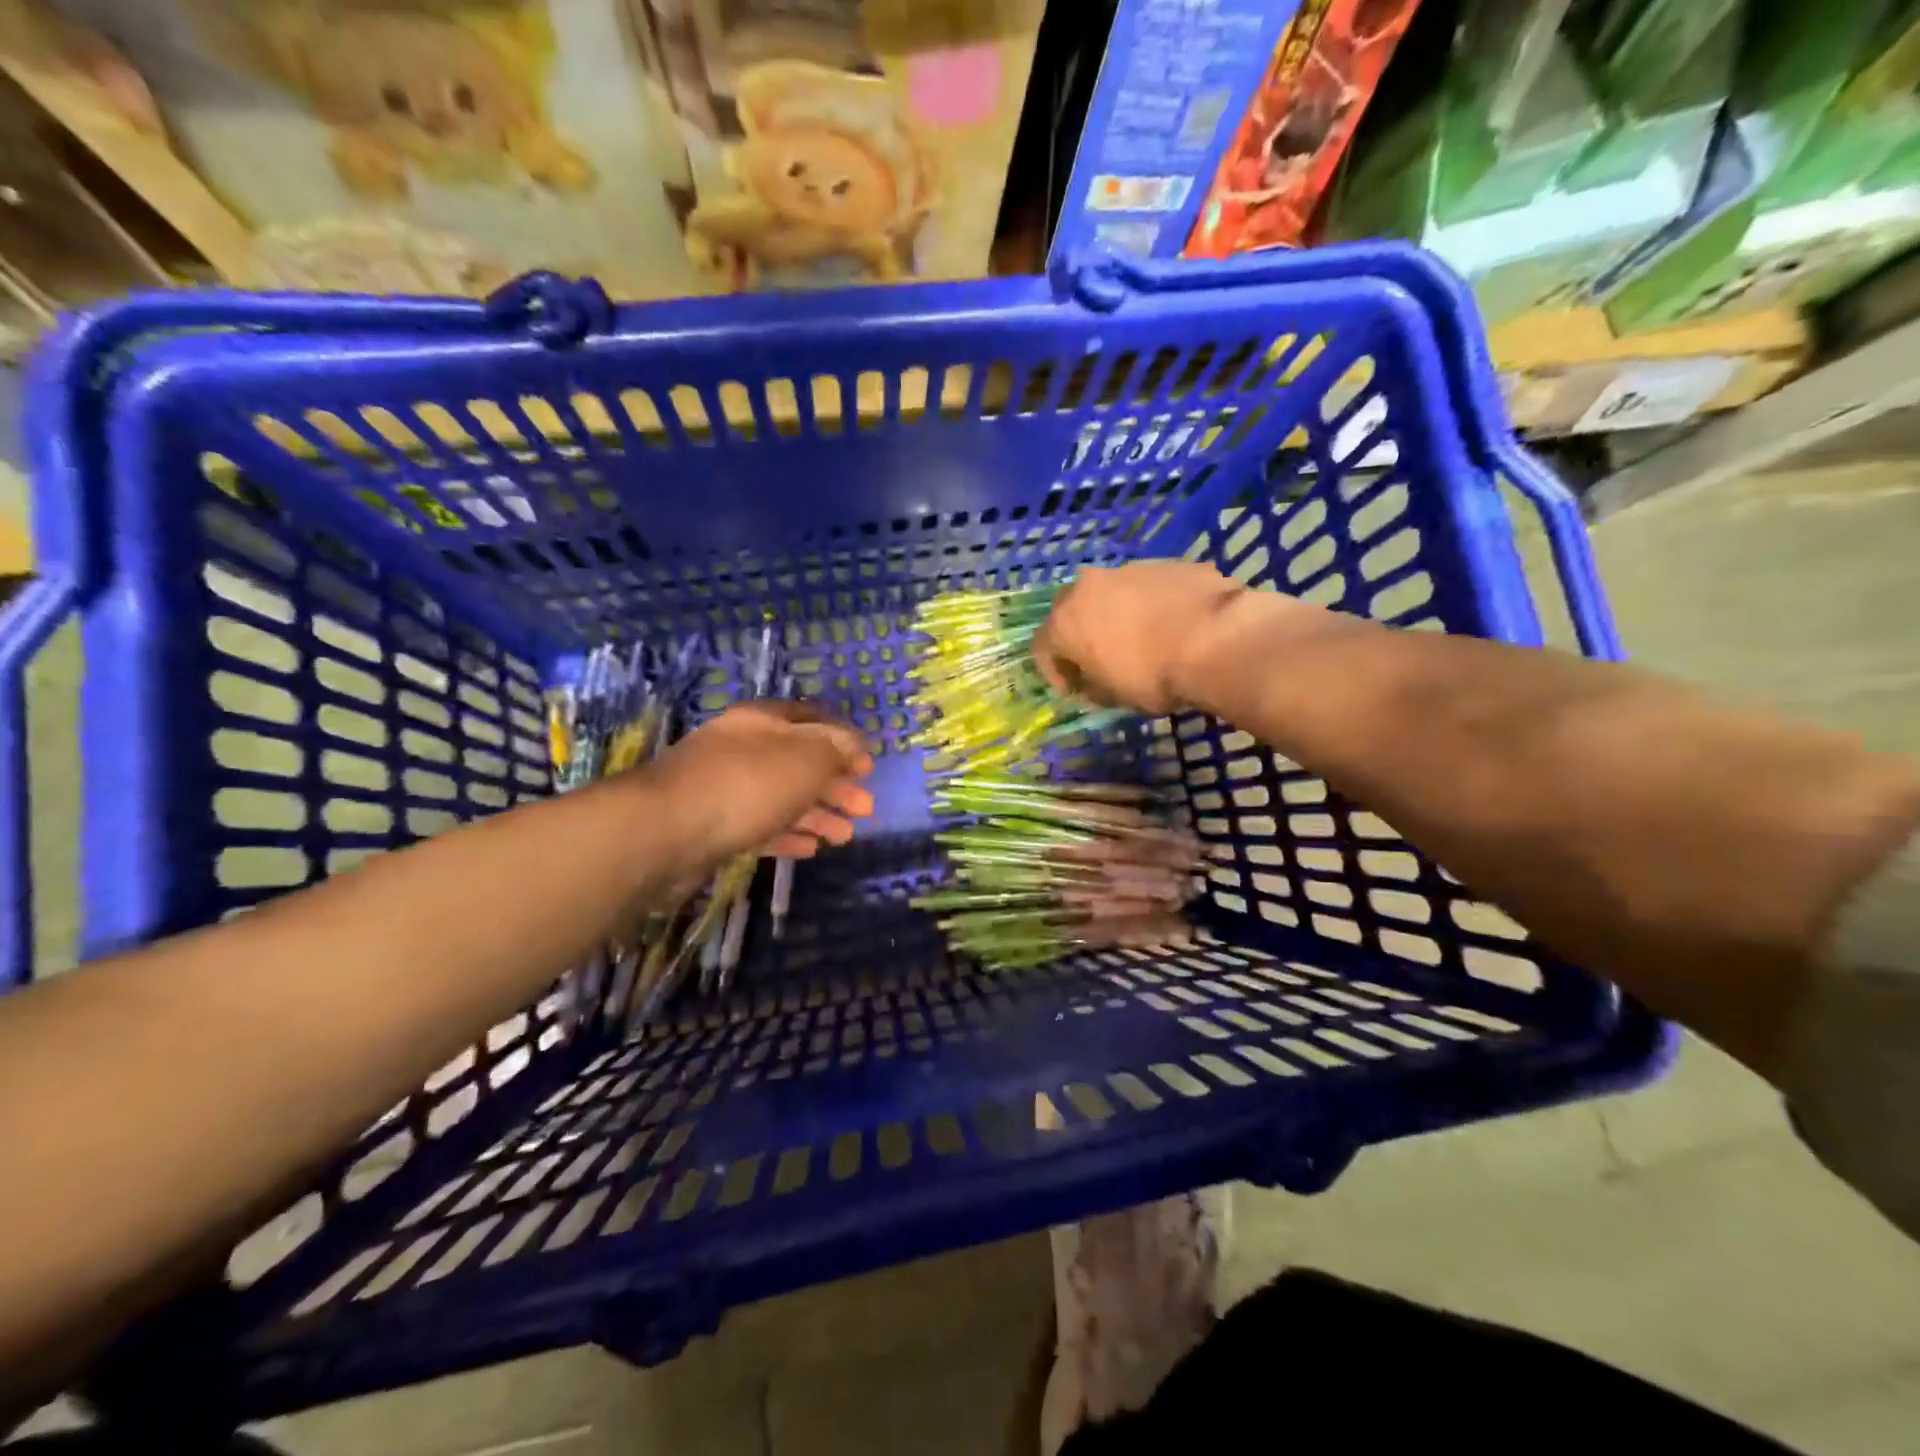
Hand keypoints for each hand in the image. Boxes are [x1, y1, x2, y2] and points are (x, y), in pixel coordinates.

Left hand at [647, 701, 875, 860]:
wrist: (665, 832)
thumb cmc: (747, 784)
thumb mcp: (806, 758)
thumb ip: (835, 748)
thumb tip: (855, 743)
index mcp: (763, 722)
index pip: (811, 720)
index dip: (844, 739)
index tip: (868, 765)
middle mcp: (743, 749)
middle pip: (799, 762)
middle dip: (835, 784)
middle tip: (866, 807)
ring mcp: (725, 788)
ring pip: (782, 797)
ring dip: (818, 814)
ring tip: (846, 836)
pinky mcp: (713, 827)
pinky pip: (761, 826)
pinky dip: (788, 834)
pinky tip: (811, 849)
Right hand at [1033, 563, 1247, 714]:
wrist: (1216, 639)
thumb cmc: (1154, 676)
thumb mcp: (1116, 697)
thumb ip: (1094, 687)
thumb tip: (1093, 683)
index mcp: (1066, 622)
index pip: (1043, 647)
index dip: (1055, 672)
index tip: (1074, 690)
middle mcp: (1088, 587)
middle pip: (1071, 610)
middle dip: (1080, 634)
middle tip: (1099, 659)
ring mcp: (1128, 570)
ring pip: (1110, 593)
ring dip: (1116, 615)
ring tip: (1142, 640)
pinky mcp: (1166, 563)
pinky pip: (1147, 587)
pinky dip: (1150, 604)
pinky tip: (1172, 625)